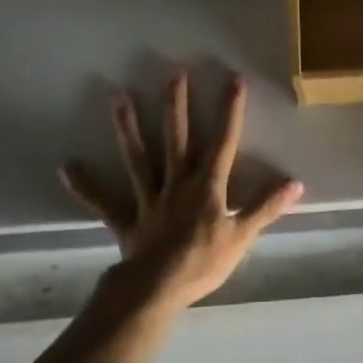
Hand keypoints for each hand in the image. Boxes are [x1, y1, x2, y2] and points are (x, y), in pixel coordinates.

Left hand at [60, 73, 303, 309]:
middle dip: (177, 106)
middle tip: (173, 74)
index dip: (230, 111)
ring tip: (118, 100)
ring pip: (138, 158)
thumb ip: (266, 207)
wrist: (157, 288)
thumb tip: (296, 183)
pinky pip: (104, 201)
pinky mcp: (127, 218)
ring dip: (129, 129)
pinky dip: (86, 186)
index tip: (234, 80)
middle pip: (177, 138)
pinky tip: (67, 168)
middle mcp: (176, 182)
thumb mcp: (242, 236)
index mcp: (207, 186)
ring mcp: (148, 198)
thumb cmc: (202, 262)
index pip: (223, 142)